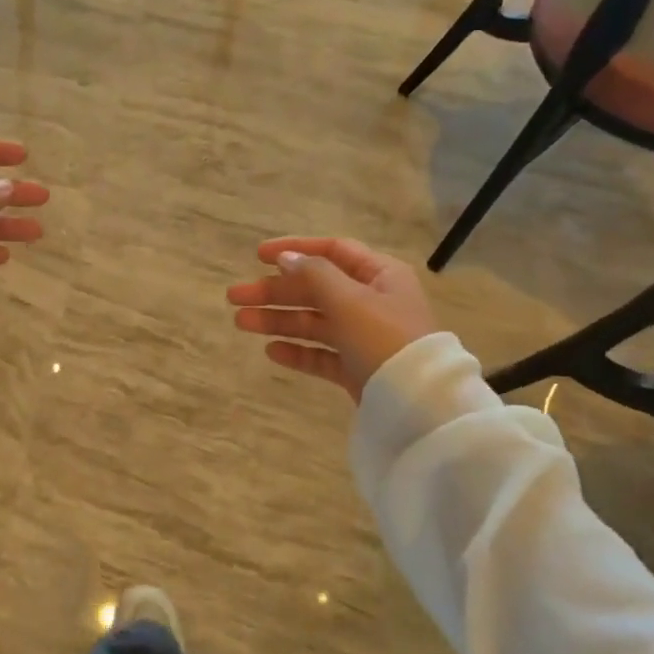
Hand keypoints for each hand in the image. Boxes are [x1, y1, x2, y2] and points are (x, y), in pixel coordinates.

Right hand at [226, 237, 437, 399]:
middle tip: (235, 297)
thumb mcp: (350, 300)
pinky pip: (321, 354)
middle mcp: (372, 301)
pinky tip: (272, 351)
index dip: (294, 250)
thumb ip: (314, 276)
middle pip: (315, 289)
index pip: (332, 251)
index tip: (257, 256)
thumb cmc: (386, 339)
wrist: (419, 403)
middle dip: (274, 292)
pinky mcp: (357, 368)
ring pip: (314, 322)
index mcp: (379, 275)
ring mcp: (364, 337)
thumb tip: (285, 258)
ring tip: (241, 323)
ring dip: (278, 320)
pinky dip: (298, 351)